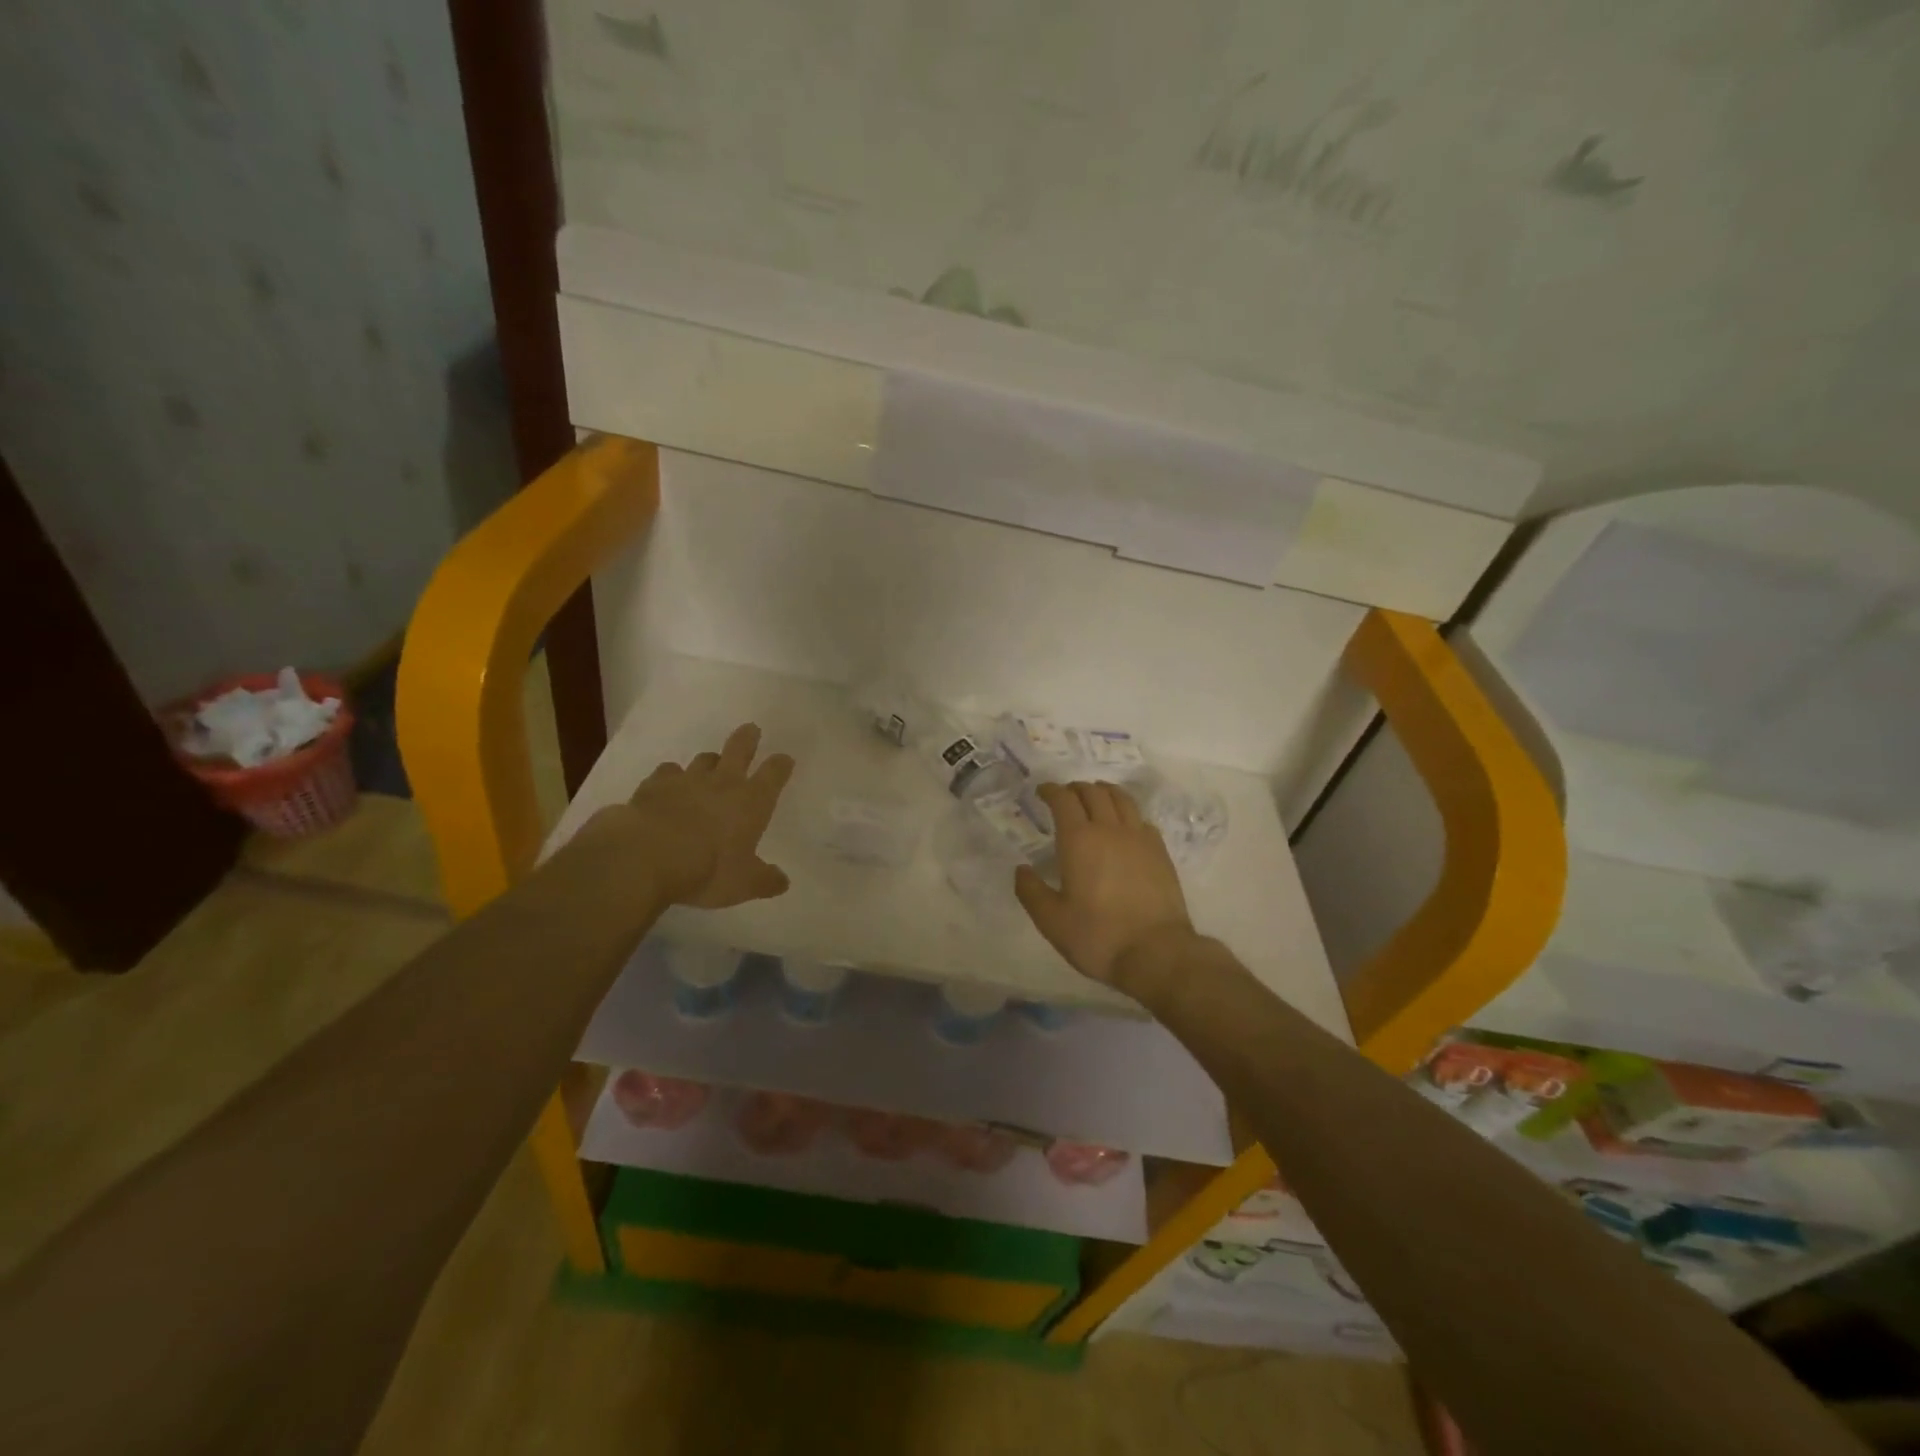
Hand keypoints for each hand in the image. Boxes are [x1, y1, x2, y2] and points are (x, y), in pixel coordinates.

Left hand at [599, 723, 794, 907]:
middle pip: (739, 750)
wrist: (645, 856)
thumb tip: (783, 882)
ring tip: (709, 766)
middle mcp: (722, 783)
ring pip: (703, 760)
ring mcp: (686, 781)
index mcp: (751, 802)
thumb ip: (764, 880)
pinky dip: (671, 776)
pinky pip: (666, 773)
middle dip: (747, 739)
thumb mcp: (743, 884)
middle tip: (751, 730)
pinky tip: (667, 784)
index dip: (781, 765)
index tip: (785, 759)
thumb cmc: (706, 869)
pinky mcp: (653, 786)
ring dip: (709, 761)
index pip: (774, 775)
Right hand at [1014, 781, 1194, 986]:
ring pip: (1121, 799)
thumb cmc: (1097, 936)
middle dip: (1075, 788)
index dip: (1051, 791)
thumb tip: (1021, 869)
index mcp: (1079, 840)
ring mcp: (1139, 838)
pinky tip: (1124, 826)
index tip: (1042, 792)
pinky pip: (1141, 819)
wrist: (1156, 952)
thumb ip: (1031, 891)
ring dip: (1104, 792)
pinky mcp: (1160, 852)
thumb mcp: (1051, 920)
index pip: (1063, 800)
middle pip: (1093, 793)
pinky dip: (1127, 813)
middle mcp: (1110, 829)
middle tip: (1065, 796)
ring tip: (1095, 798)